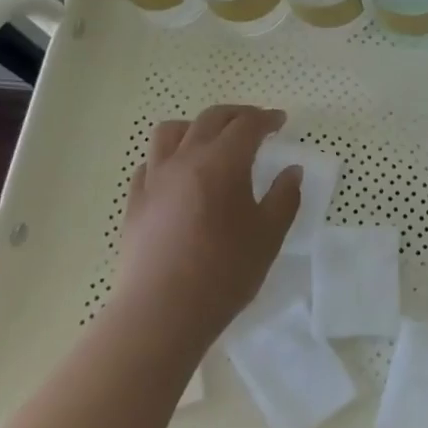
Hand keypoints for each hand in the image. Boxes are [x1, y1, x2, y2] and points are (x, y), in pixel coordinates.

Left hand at [111, 105, 301, 348]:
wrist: (161, 313)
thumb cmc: (223, 273)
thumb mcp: (268, 237)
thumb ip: (284, 198)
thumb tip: (292, 171)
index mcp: (222, 162)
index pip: (247, 125)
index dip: (266, 118)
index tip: (280, 121)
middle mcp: (185, 158)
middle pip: (211, 119)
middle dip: (236, 115)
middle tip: (254, 124)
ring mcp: (154, 178)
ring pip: (171, 131)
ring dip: (196, 127)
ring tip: (210, 141)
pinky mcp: (135, 200)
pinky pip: (150, 163)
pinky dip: (168, 157)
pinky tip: (177, 174)